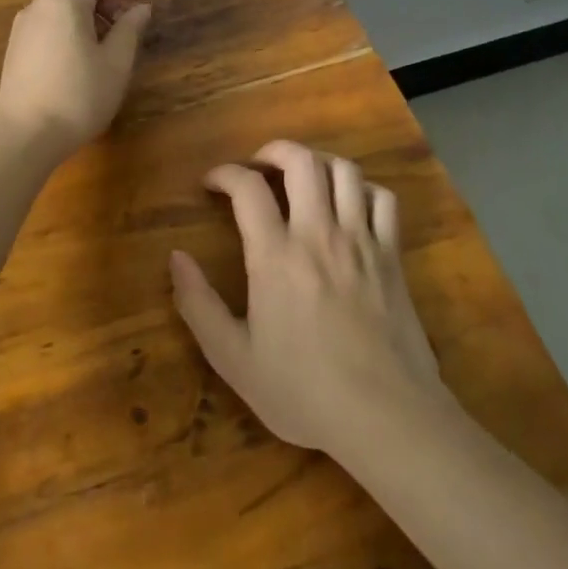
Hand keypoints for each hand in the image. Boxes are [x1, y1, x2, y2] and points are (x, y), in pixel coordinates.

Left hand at [0, 0, 150, 156]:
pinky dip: (69, 18)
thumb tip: (140, 7)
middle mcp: (40, 3)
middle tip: (127, 5)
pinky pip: (47, 16)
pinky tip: (83, 43)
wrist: (26, 135)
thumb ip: (129, 28)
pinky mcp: (17, 44)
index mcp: (66, 0)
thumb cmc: (79, 96)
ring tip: (110, 28)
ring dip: (85, 4)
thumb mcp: (116, 62)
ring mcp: (24, 24)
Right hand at [170, 140, 443, 455]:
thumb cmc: (304, 392)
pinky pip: (383, 199)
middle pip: (300, 161)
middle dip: (273, 151)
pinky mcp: (392, 255)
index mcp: (276, 256)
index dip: (224, 174)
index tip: (211, 183)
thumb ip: (198, 305)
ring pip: (344, 170)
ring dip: (318, 162)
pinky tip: (350, 205)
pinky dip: (364, 189)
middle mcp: (319, 234)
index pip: (246, 188)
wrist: (386, 417)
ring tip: (303, 178)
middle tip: (258, 167)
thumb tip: (175, 258)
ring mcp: (361, 240)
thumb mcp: (234, 360)